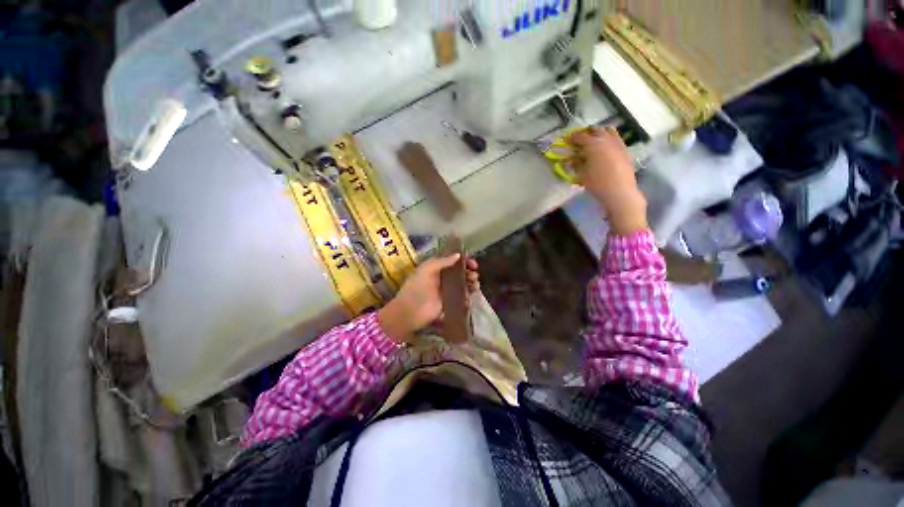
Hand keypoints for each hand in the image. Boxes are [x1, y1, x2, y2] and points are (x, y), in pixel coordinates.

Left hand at [378, 255, 480, 342]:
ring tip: (475, 285)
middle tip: (474, 275)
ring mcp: (447, 291)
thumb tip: (458, 255)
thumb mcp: (426, 270)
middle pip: (461, 272)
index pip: (454, 261)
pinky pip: (463, 298)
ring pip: (464, 284)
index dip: (464, 261)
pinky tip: (470, 297)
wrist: (410, 312)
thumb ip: (442, 261)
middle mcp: (443, 278)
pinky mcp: (450, 303)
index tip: (472, 264)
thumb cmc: (416, 287)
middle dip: (470, 272)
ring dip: (472, 283)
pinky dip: (469, 296)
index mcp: (437, 268)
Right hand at [571, 127, 647, 234]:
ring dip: (600, 133)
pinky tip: (606, 148)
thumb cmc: (597, 184)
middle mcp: (606, 140)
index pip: (581, 137)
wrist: (620, 191)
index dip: (573, 137)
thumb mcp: (582, 175)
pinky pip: (616, 139)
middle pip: (596, 130)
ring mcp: (618, 144)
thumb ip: (577, 164)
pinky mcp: (625, 150)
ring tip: (595, 140)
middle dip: (587, 132)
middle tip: (581, 138)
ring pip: (609, 131)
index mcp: (593, 145)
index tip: (568, 140)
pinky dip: (609, 139)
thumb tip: (573, 159)